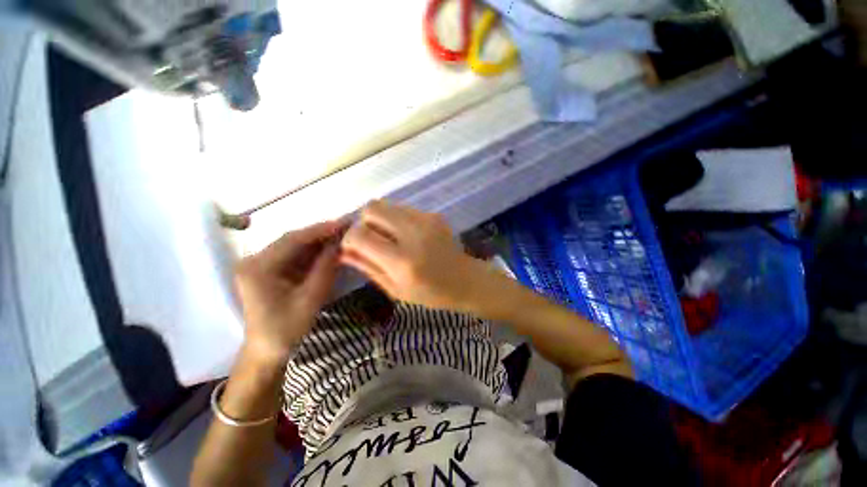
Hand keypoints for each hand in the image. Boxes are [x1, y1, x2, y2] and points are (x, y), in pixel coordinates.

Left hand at [234, 221, 344, 364]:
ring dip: (318, 241)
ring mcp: (260, 265)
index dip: (319, 230)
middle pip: (292, 240)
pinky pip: (294, 256)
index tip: (343, 223)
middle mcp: (254, 261)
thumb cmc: (286, 329)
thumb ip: (325, 268)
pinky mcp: (269, 271)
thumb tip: (340, 244)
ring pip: (294, 246)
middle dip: (321, 234)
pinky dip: (313, 252)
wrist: (266, 351)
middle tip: (346, 227)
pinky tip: (329, 248)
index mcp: (257, 268)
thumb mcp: (311, 298)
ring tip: (342, 235)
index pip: (292, 240)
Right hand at [340, 200, 485, 310]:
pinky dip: (397, 219)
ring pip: (387, 205)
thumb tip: (343, 251)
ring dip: (380, 220)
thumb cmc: (431, 293)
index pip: (360, 235)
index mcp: (402, 262)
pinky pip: (403, 209)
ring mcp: (426, 220)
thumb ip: (368, 267)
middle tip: (372, 240)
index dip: (349, 239)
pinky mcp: (433, 215)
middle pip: (372, 208)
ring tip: (390, 238)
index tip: (354, 247)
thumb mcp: (395, 290)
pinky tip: (407, 235)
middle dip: (364, 222)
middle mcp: (413, 234)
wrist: (466, 280)